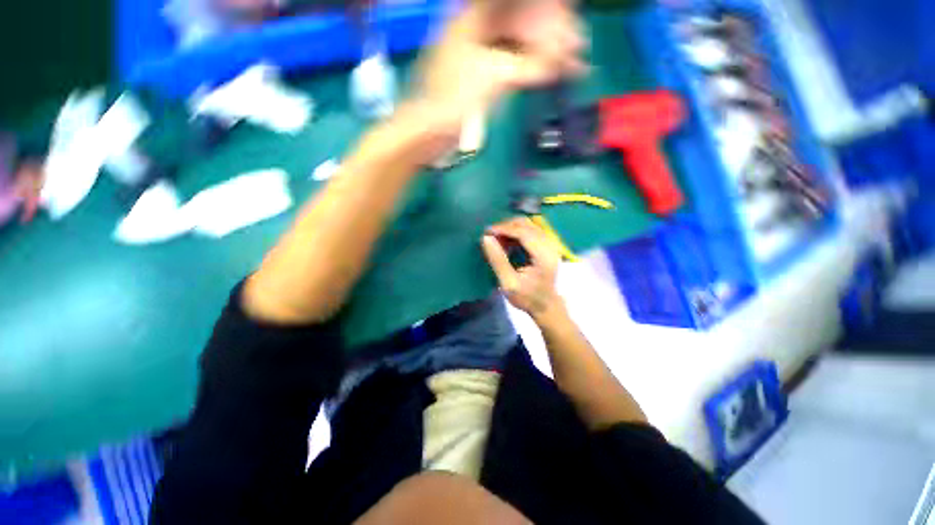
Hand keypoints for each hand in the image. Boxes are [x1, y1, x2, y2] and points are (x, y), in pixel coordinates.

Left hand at [412, 0, 585, 134]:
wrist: (430, 131)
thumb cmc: (455, 100)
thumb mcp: (494, 76)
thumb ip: (529, 64)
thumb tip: (559, 61)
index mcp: (475, 16)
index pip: (519, 3)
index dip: (549, 12)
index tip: (572, 22)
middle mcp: (479, 27)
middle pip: (524, 20)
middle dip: (553, 34)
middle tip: (578, 50)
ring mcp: (480, 51)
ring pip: (521, 43)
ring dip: (546, 52)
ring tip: (573, 65)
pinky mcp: (483, 73)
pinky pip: (514, 62)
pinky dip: (533, 68)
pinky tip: (550, 75)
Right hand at [481, 217, 565, 320]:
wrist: (546, 306)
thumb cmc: (527, 298)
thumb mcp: (508, 283)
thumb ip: (497, 260)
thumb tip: (485, 238)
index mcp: (543, 256)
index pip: (523, 233)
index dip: (504, 229)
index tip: (487, 232)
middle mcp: (550, 246)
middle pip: (527, 225)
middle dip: (506, 226)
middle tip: (490, 236)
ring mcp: (551, 244)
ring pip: (529, 225)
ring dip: (511, 229)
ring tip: (497, 239)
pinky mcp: (548, 246)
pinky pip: (531, 231)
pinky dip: (517, 233)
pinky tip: (507, 242)